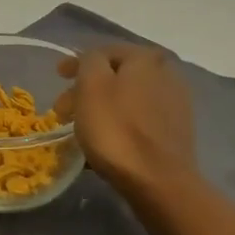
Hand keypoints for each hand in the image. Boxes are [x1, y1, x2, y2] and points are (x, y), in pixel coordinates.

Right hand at [55, 45, 197, 202]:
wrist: (159, 183)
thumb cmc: (117, 129)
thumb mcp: (91, 84)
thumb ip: (89, 60)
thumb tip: (94, 59)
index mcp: (146, 58)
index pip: (104, 51)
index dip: (77, 62)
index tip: (58, 77)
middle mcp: (166, 74)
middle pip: (116, 76)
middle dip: (87, 89)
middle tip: (63, 110)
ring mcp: (175, 104)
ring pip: (127, 98)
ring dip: (102, 108)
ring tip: (81, 128)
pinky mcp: (176, 133)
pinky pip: (138, 119)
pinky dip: (119, 124)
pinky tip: (104, 142)